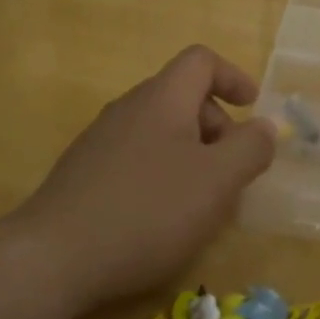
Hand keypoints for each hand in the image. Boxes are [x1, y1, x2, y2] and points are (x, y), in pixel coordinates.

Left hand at [11, 45, 275, 312]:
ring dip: (192, 155)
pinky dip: (163, 174)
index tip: (254, 110)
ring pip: (160, 131)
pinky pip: (137, 157)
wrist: (54, 257)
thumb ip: (250, 148)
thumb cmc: (148, 211)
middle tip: (233, 171)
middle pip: (183, 97)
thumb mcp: (217, 181)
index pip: (201, 61)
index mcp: (162, 99)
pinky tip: (162, 218)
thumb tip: (265, 127)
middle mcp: (128, 109)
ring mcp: (101, 141)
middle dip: (218, 127)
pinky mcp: (84, 173)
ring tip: (202, 201)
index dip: (233, 77)